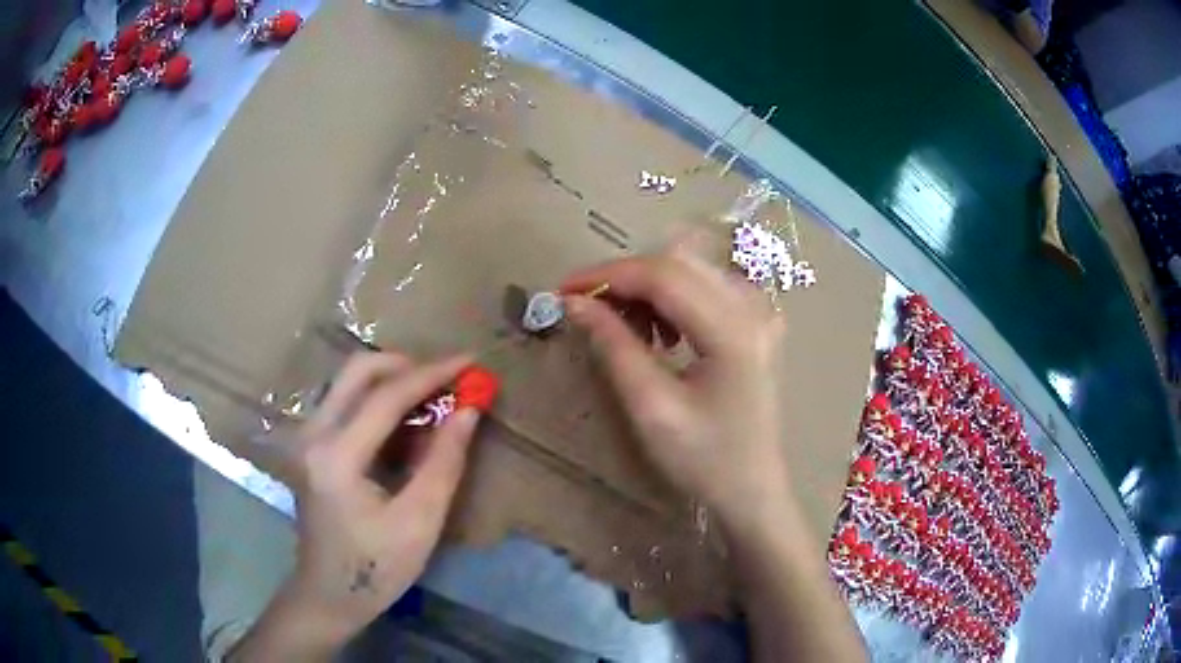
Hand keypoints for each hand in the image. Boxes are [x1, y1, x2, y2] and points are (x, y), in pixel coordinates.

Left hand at [250, 352, 483, 654]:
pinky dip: (377, 398)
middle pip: (357, 369)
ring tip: (431, 400)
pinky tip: (402, 422)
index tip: (471, 362)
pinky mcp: (308, 444)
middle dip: (407, 365)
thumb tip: (469, 409)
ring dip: (391, 380)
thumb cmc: (376, 568)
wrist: (328, 594)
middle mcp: (312, 433)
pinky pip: (343, 400)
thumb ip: (444, 461)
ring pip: (348, 381)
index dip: (433, 374)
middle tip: (446, 381)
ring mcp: (305, 436)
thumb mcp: (420, 521)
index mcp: (336, 456)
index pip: (386, 396)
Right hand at [562, 247, 791, 532]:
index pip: (663, 275)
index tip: (564, 289)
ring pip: (690, 269)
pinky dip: (672, 297)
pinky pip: (706, 286)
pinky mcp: (757, 321)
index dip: (608, 275)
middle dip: (625, 278)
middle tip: (589, 309)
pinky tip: (661, 332)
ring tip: (626, 329)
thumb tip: (574, 303)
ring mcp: (760, 311)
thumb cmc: (704, 459)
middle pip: (678, 263)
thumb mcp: (652, 407)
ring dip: (648, 287)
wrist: (752, 488)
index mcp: (733, 330)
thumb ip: (614, 347)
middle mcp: (753, 307)